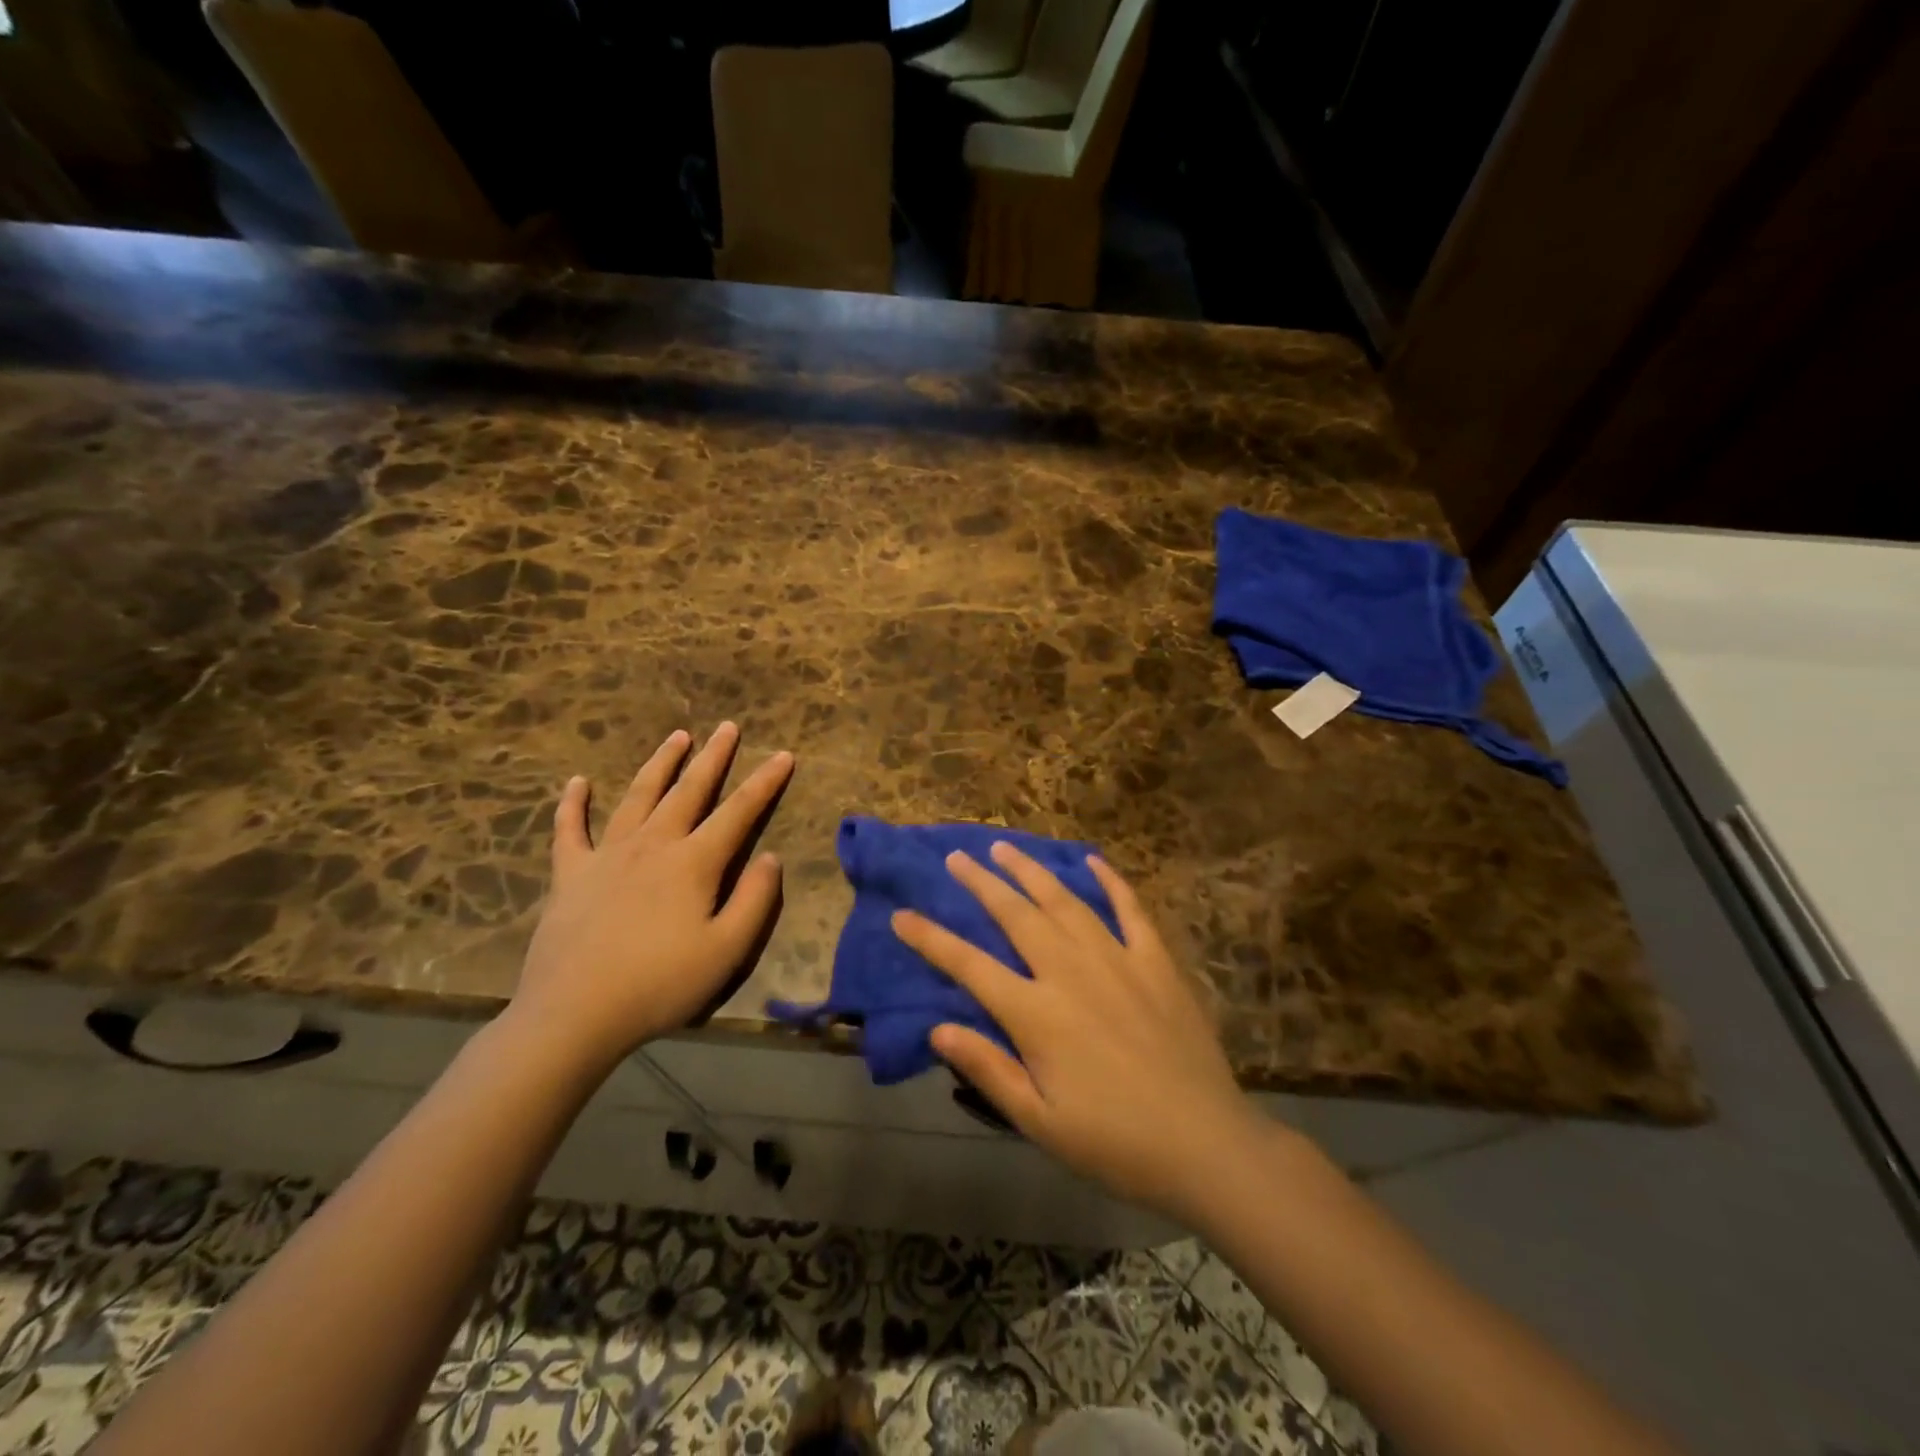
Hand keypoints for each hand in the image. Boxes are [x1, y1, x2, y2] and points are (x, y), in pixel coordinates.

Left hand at [509, 723, 793, 1072]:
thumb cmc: (660, 985)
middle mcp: (653, 845)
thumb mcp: (727, 951)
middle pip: (689, 791)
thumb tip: (771, 857)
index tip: (784, 754)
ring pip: (638, 797)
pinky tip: (577, 782)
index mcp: (694, 863)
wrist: (573, 1014)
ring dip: (660, 765)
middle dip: (713, 757)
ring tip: (677, 737)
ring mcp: (607, 855)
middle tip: (727, 727)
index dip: (765, 782)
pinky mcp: (570, 874)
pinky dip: (573, 804)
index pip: (739, 812)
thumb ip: (754, 900)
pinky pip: (570, 830)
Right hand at [892, 843, 1266, 1221]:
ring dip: (1030, 871)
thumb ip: (988, 1069)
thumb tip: (937, 1027)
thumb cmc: (1115, 1142)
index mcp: (1036, 1014)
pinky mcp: (1155, 962)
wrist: (1207, 1144)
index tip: (902, 915)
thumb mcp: (1040, 1122)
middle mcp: (1070, 972)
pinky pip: (1129, 909)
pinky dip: (1110, 881)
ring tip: (1004, 848)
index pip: (970, 966)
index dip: (931, 939)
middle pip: (1015, 915)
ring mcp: (1116, 959)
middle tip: (956, 858)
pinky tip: (1092, 860)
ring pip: (1064, 901)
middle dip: (981, 883)